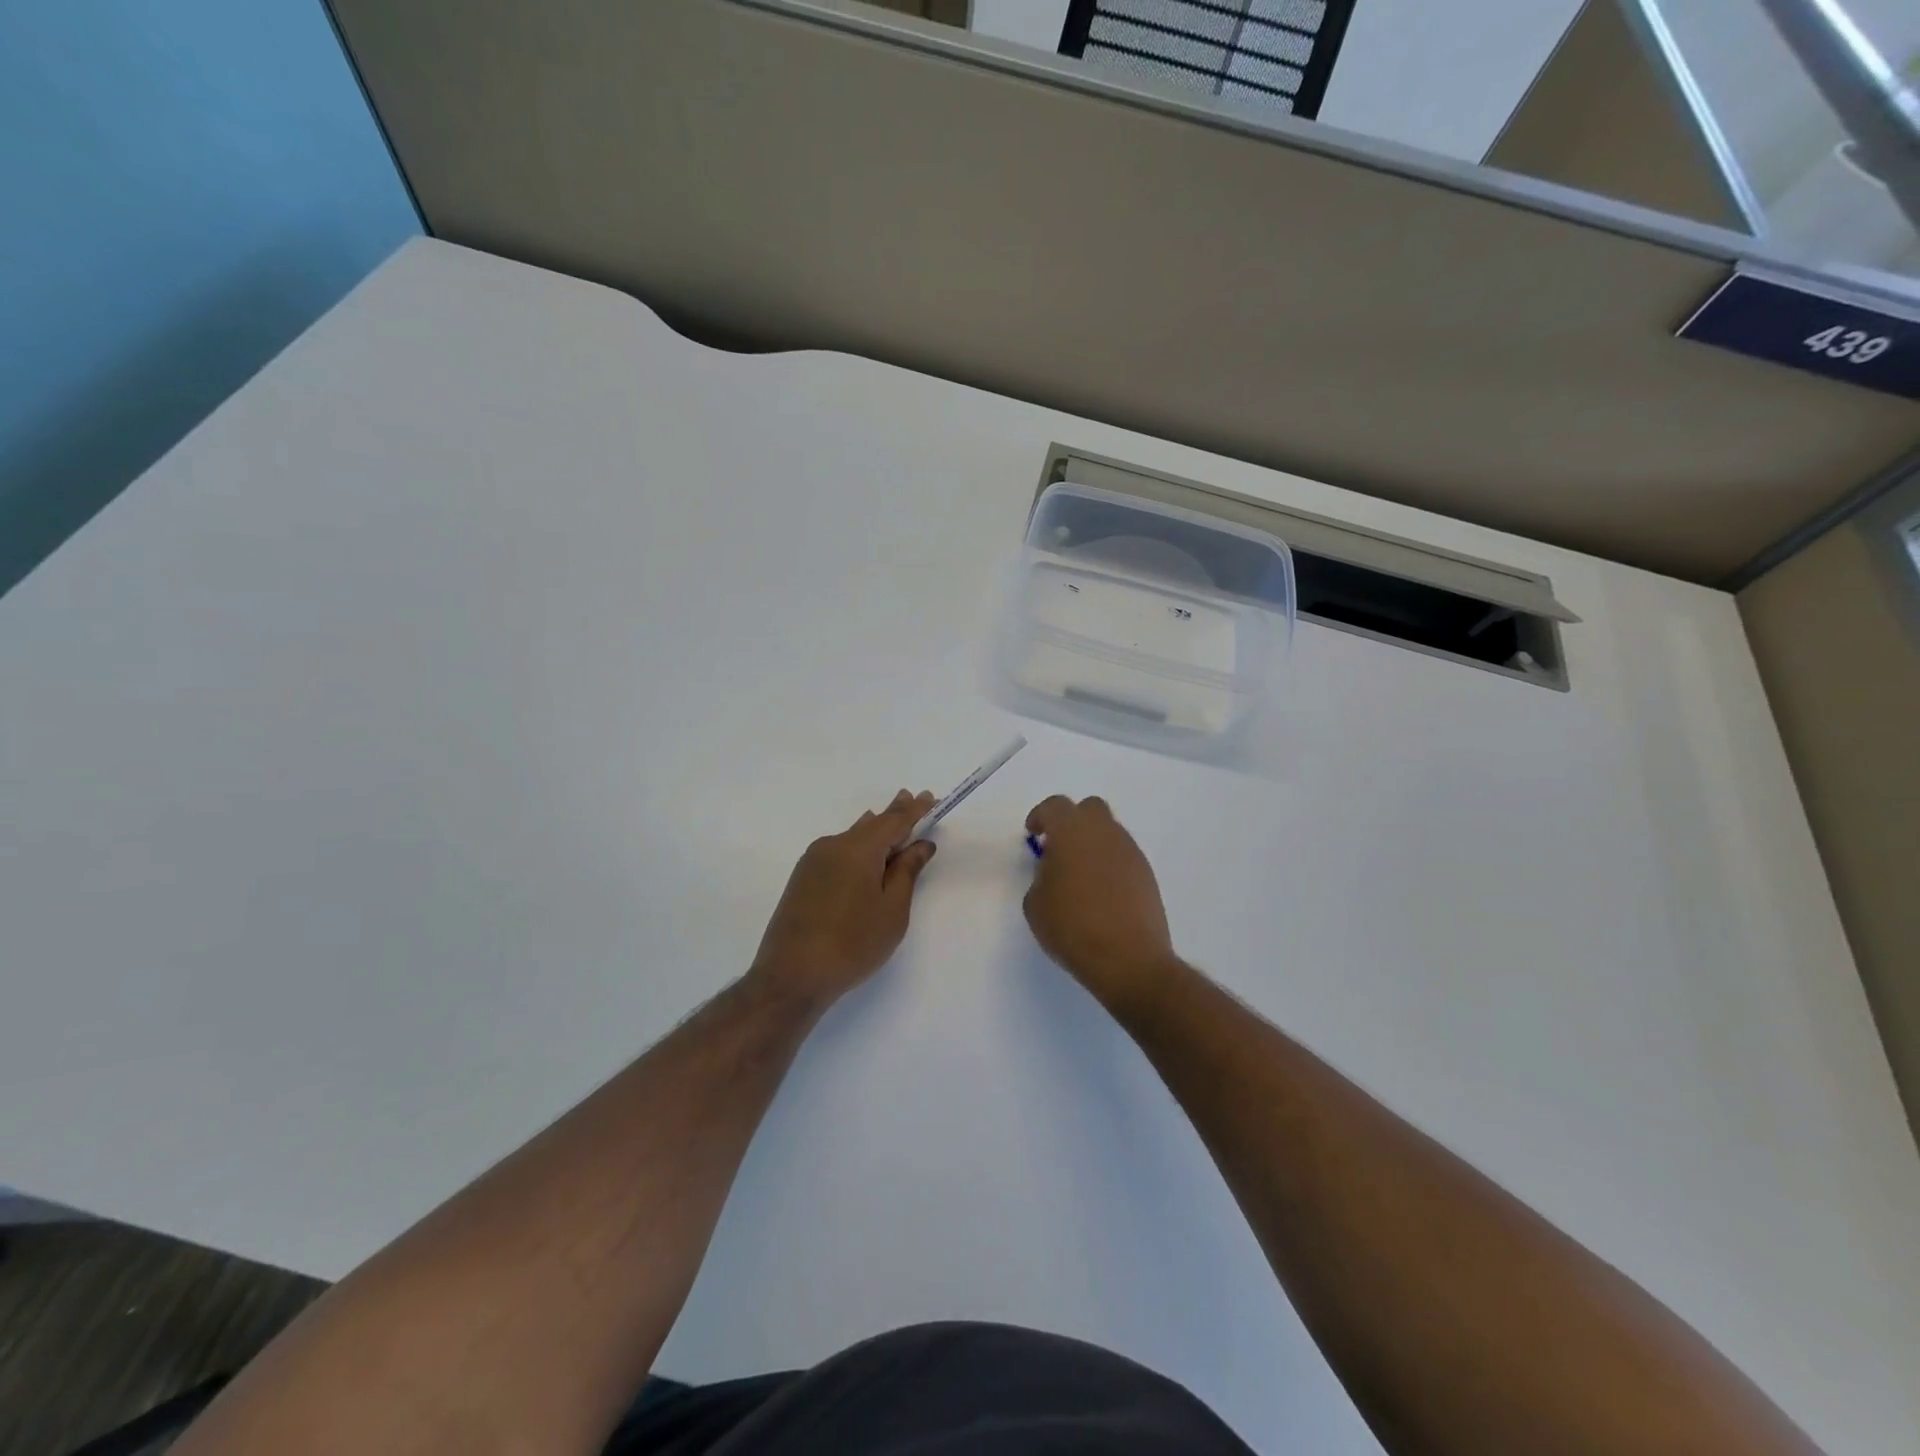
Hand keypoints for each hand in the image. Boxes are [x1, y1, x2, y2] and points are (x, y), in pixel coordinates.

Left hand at [750, 790, 937, 1007]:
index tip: (930, 797)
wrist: (792, 975)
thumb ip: (906, 872)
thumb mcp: (892, 910)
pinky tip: (863, 855)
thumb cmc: (853, 944)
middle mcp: (833, 845)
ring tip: (890, 823)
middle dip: (893, 814)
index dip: (914, 810)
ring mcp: (813, 861)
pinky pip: (837, 852)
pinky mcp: (802, 879)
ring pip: (852, 838)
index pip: (893, 820)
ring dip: (874, 831)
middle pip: (870, 824)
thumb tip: (920, 844)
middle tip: (911, 798)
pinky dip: (857, 849)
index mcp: (858, 849)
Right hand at [1023, 795, 1177, 1011]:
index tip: (1033, 834)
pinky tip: (1101, 893)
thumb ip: (1041, 876)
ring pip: (1109, 832)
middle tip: (1059, 849)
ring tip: (1080, 876)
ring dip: (1092, 844)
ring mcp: (1130, 852)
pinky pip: (1123, 856)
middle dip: (1072, 822)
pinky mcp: (1147, 874)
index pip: (1055, 806)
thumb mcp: (1036, 903)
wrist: (1128, 960)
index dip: (1041, 817)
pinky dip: (1110, 864)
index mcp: (1072, 832)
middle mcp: (1105, 832)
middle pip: (1089, 808)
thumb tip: (1055, 870)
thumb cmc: (1072, 927)